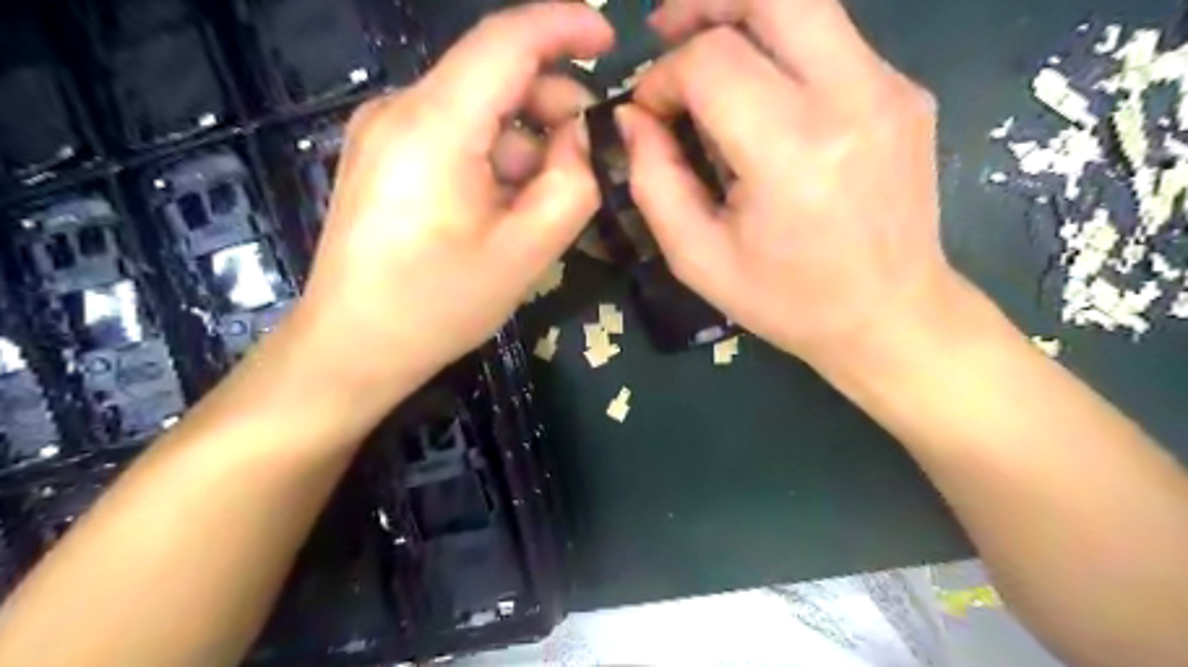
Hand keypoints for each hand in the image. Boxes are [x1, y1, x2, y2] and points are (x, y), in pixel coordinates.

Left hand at [288, 2, 612, 394]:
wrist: (352, 346)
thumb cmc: (438, 305)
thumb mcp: (527, 252)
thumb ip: (572, 183)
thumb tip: (583, 136)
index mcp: (434, 126)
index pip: (506, 40)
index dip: (564, 27)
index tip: (609, 39)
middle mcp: (401, 109)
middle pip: (493, 75)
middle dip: (551, 106)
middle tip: (586, 160)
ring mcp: (384, 130)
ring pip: (477, 108)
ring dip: (523, 141)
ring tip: (540, 201)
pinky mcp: (382, 154)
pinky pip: (453, 133)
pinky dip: (493, 156)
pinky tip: (502, 205)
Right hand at [625, 0, 958, 367]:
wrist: (889, 315)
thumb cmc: (787, 300)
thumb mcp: (698, 258)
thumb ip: (653, 181)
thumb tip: (633, 119)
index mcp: (793, 151)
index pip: (713, 61)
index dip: (665, 76)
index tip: (648, 112)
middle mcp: (852, 98)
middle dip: (705, 2)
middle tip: (668, 32)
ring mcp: (890, 87)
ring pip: (807, 4)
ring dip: (744, 15)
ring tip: (704, 52)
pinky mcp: (905, 92)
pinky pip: (832, 41)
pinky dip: (782, 49)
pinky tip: (761, 95)